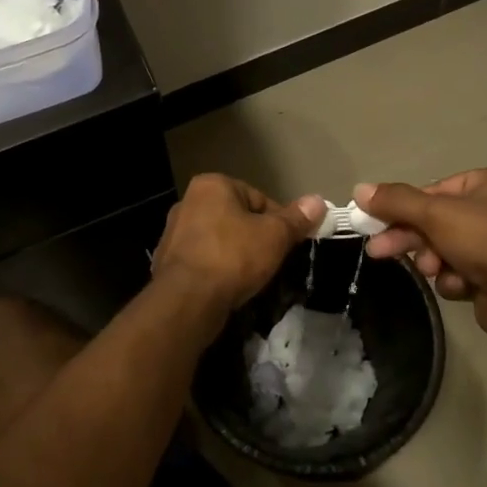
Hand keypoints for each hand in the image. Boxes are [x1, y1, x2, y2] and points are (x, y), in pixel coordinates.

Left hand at [153, 175, 324, 315]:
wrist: (187, 300)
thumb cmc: (233, 257)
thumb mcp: (275, 236)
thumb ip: (296, 219)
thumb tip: (319, 201)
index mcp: (211, 185)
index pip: (258, 198)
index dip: (279, 222)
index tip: (288, 245)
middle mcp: (188, 202)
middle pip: (237, 218)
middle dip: (256, 238)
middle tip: (272, 262)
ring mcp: (173, 233)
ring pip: (219, 241)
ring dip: (236, 255)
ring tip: (252, 278)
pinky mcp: (167, 262)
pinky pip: (203, 261)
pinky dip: (217, 271)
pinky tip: (228, 288)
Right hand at [357, 168, 486, 354]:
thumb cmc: (486, 241)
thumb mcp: (435, 214)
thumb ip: (396, 201)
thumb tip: (358, 189)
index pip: (437, 189)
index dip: (405, 207)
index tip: (375, 221)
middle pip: (438, 220)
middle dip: (411, 238)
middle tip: (378, 250)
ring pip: (445, 248)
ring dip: (434, 261)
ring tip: (434, 270)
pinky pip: (460, 269)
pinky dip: (454, 278)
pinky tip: (461, 285)